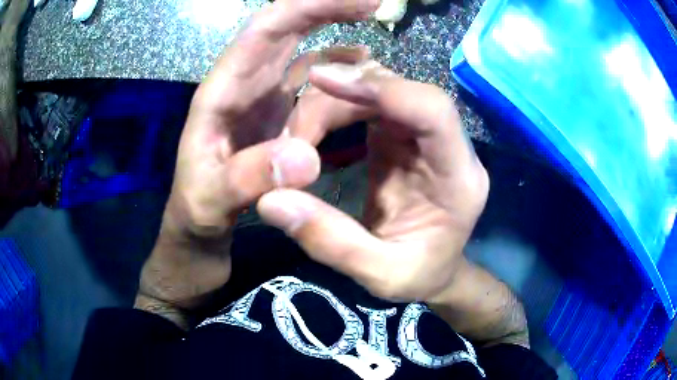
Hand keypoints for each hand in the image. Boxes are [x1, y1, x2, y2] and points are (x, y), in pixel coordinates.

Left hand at [135, 0, 379, 327]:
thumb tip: (305, 159)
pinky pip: (312, 89)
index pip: (268, 28)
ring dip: (339, 48)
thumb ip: (248, 178)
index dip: (313, 6)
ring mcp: (263, 100)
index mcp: (223, 90)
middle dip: (330, 10)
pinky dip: (338, 81)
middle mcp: (244, 85)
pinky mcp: (277, 119)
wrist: (197, 229)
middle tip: (374, 5)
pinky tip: (362, 85)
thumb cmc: (196, 213)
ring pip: (305, 57)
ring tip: (377, 59)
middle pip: (289, 29)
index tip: (362, 2)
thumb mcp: (212, 202)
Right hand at [259, 61, 489, 301]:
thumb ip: (330, 242)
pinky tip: (311, 131)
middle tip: (291, 133)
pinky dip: (337, 107)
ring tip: (296, 136)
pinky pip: (370, 104)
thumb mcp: (380, 275)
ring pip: (381, 91)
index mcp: (458, 178)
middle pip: (399, 92)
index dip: (382, 88)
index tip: (322, 81)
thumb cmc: (419, 275)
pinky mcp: (403, 135)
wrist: (435, 270)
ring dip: (334, 101)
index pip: (432, 109)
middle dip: (341, 98)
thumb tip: (270, 200)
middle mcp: (447, 145)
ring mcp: (424, 136)